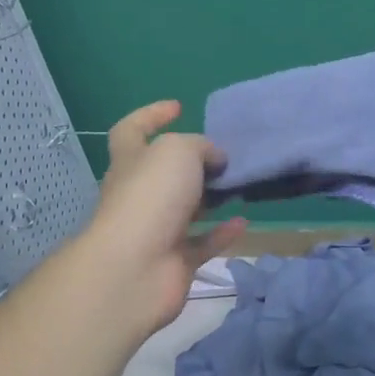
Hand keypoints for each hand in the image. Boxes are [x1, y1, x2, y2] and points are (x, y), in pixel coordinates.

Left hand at [77, 101, 246, 337]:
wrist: (134, 268)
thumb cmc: (151, 195)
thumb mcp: (179, 150)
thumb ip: (201, 147)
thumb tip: (215, 160)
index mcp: (131, 161)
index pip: (131, 130)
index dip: (151, 115)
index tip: (179, 107)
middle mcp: (139, 194)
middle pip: (164, 172)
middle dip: (192, 162)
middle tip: (224, 154)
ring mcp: (156, 230)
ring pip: (186, 208)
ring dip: (210, 197)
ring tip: (239, 184)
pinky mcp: (174, 262)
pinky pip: (202, 243)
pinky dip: (222, 232)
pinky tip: (243, 221)